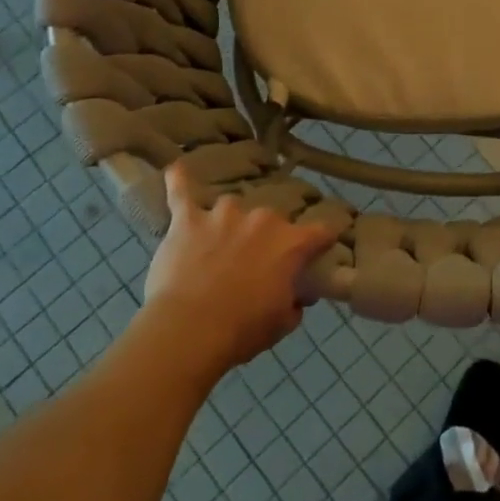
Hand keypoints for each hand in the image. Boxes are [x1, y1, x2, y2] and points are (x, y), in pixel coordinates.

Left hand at [142, 165, 336, 375]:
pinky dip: (178, 181)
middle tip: (254, 263)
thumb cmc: (242, 330)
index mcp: (291, 243)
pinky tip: (176, 170)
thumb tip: (297, 296)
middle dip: (266, 238)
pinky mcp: (189, 219)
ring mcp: (223, 215)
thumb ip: (294, 303)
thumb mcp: (282, 324)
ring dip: (229, 223)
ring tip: (218, 243)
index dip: (323, 238)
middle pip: (271, 220)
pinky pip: (182, 193)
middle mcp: (262, 219)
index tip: (323, 243)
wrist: (190, 330)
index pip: (321, 231)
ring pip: (232, 208)